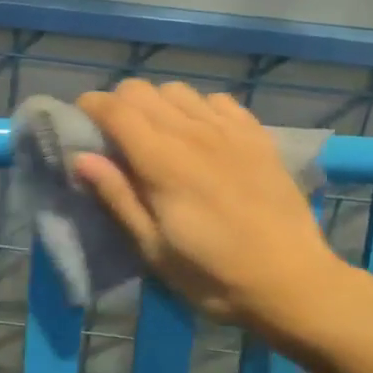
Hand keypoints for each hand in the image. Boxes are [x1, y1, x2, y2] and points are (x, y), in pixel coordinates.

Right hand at [74, 80, 335, 330]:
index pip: (116, 109)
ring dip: (157, 105)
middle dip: (118, 104)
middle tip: (114, 136)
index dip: (90, 106)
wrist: (293, 282)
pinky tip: (201, 135)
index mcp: (163, 162)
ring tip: (157, 135)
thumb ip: (118, 198)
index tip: (79, 120)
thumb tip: (81, 158)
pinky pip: (217, 100)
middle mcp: (193, 133)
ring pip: (178, 90)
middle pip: (142, 90)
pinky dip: (198, 108)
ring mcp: (229, 130)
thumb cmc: (214, 276)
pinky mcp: (257, 135)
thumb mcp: (154, 250)